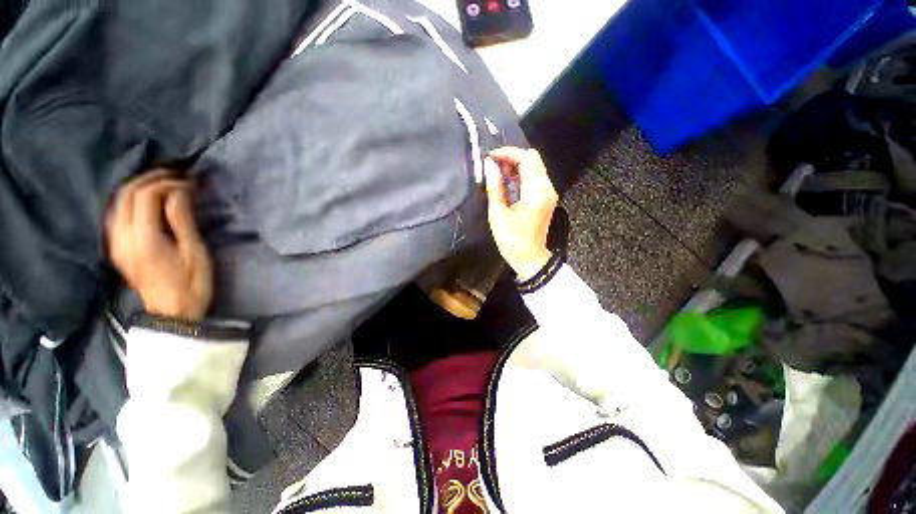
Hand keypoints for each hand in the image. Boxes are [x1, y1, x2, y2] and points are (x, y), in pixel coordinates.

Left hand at [106, 169, 212, 320]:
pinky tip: (147, 201)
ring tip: (164, 185)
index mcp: (143, 239)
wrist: (171, 314)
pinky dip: (132, 200)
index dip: (168, 183)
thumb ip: (182, 221)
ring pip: (119, 201)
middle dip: (151, 179)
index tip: (190, 183)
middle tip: (177, 177)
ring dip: (140, 187)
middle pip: (127, 193)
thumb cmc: (191, 285)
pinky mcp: (116, 246)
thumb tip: (180, 192)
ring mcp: (115, 242)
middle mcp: (122, 236)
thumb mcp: (195, 253)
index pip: (146, 195)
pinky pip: (117, 213)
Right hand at [484, 147, 557, 280]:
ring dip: (516, 165)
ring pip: (535, 166)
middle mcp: (547, 188)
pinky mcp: (547, 197)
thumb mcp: (498, 214)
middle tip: (493, 166)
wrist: (529, 258)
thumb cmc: (511, 240)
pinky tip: (508, 182)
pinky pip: (535, 177)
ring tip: (497, 174)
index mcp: (536, 192)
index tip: (490, 158)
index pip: (527, 158)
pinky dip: (521, 174)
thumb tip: (489, 164)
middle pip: (533, 158)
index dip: (507, 153)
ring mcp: (549, 192)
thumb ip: (494, 186)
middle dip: (511, 157)